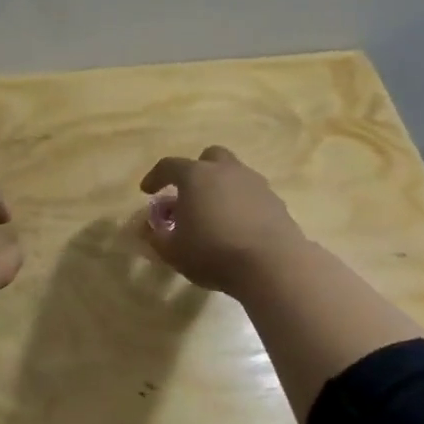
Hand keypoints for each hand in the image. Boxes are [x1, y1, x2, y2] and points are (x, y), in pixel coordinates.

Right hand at [139, 146, 307, 295]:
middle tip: (189, 195)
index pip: (169, 166)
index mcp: (196, 176)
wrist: (273, 265)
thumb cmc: (213, 253)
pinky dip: (241, 205)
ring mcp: (255, 184)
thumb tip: (147, 227)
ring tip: (214, 215)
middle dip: (196, 172)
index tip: (147, 191)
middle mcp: (226, 171)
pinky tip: (238, 228)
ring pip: (234, 175)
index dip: (155, 177)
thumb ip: (155, 236)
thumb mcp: (172, 251)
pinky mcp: (276, 202)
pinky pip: (252, 195)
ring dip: (221, 188)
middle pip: (209, 158)